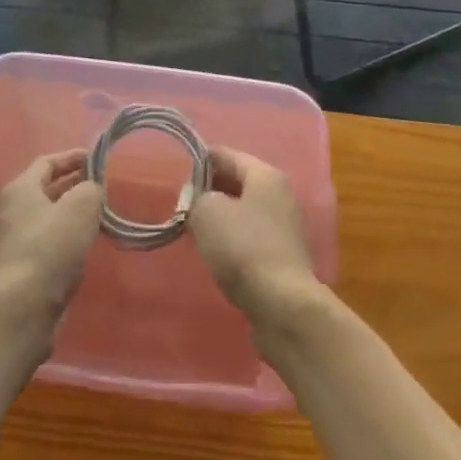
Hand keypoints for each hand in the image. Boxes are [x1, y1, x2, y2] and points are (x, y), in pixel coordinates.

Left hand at [0, 151, 104, 330]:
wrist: (24, 306)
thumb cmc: (51, 246)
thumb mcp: (81, 206)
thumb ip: (91, 188)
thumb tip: (91, 190)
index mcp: (21, 188)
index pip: (48, 161)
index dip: (73, 157)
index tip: (98, 159)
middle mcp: (14, 210)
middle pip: (47, 188)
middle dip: (75, 184)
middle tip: (102, 186)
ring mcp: (16, 240)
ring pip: (50, 216)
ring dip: (73, 211)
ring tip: (100, 213)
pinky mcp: (24, 266)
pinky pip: (49, 240)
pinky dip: (68, 235)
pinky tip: (87, 242)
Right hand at [188, 149, 320, 331]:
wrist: (283, 304)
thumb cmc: (243, 247)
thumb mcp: (207, 213)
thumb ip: (197, 197)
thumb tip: (199, 199)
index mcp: (265, 175)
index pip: (227, 155)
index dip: (200, 160)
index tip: (176, 171)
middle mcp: (280, 194)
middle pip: (238, 182)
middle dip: (209, 189)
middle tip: (182, 201)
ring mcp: (284, 226)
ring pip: (243, 210)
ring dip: (220, 215)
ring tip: (193, 226)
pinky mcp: (282, 255)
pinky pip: (250, 235)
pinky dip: (231, 237)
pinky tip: (214, 250)